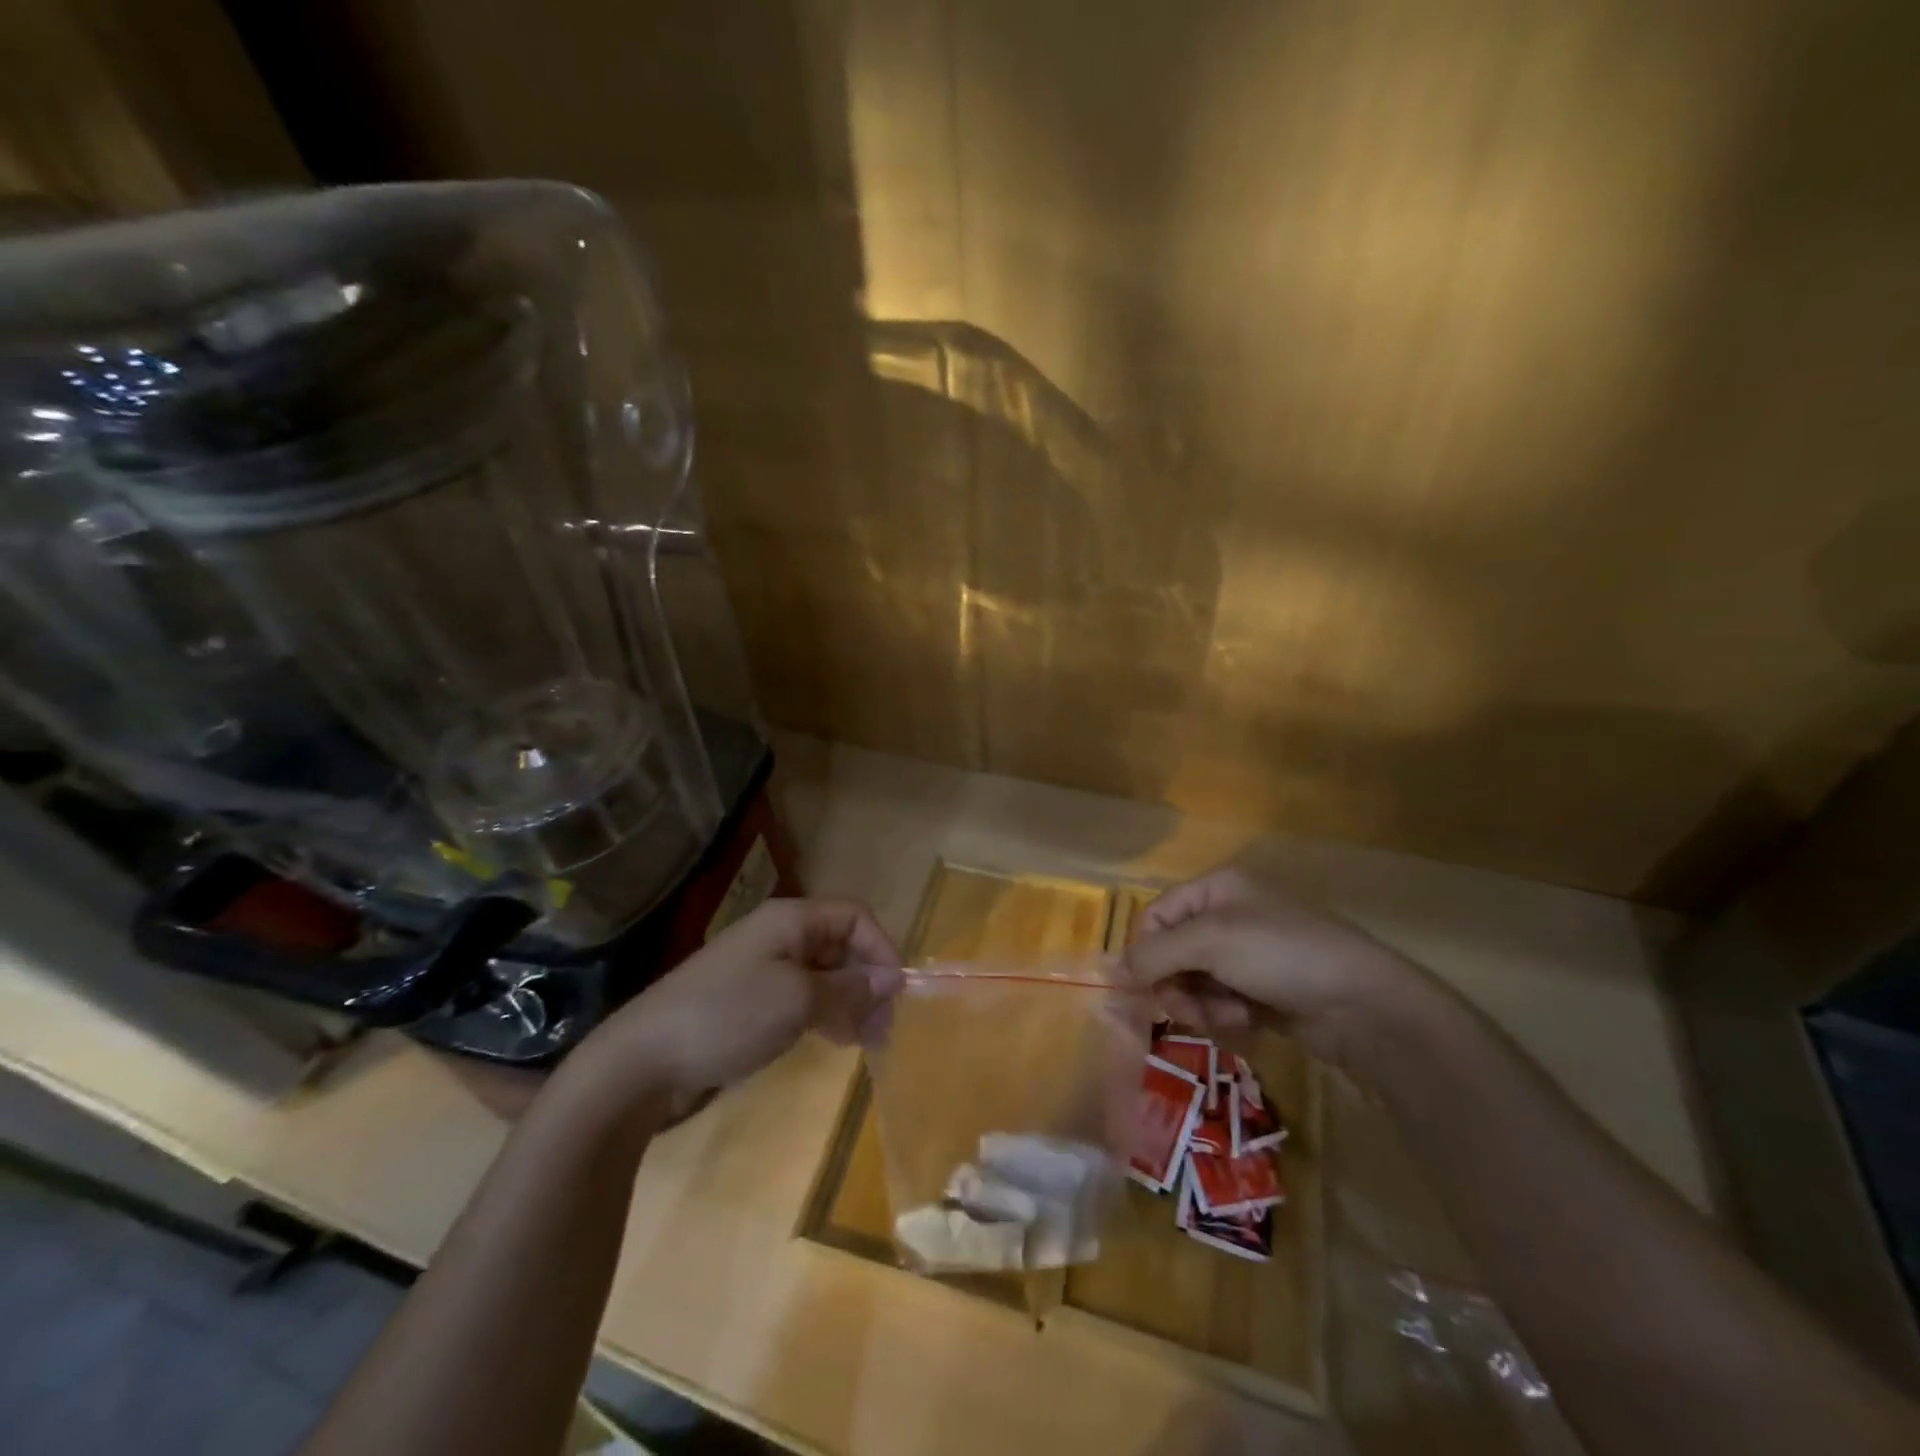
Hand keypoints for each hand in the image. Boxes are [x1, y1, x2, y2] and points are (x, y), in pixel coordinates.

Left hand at [571, 898, 902, 1110]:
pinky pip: (804, 998)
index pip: (855, 917)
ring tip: (866, 1041)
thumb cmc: (727, 1016)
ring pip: (825, 975)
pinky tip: (835, 1041)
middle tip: (884, 1028)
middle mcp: (781, 937)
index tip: (896, 993)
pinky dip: (826, 1014)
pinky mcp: (752, 1002)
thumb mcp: (797, 1000)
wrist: (643, 1061)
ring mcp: (764, 970)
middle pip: (842, 945)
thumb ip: (849, 988)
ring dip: (851, 1002)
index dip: (881, 948)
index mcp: (791, 920)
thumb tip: (892, 979)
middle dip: (868, 981)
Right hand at [1122, 866, 1437, 1072]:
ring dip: (1202, 1003)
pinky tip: (1248, 1021)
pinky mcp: (1262, 990)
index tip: (1143, 986)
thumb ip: (1155, 954)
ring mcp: (1247, 955)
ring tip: (1229, 1016)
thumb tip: (1111, 972)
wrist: (1363, 1004)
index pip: (1157, 915)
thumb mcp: (1211, 942)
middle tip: (1187, 1008)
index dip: (1145, 950)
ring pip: (1194, 981)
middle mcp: (1228, 915)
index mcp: (1216, 888)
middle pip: (1172, 952)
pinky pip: (1220, 1001)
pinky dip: (1226, 1014)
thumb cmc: (1281, 954)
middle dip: (1177, 983)